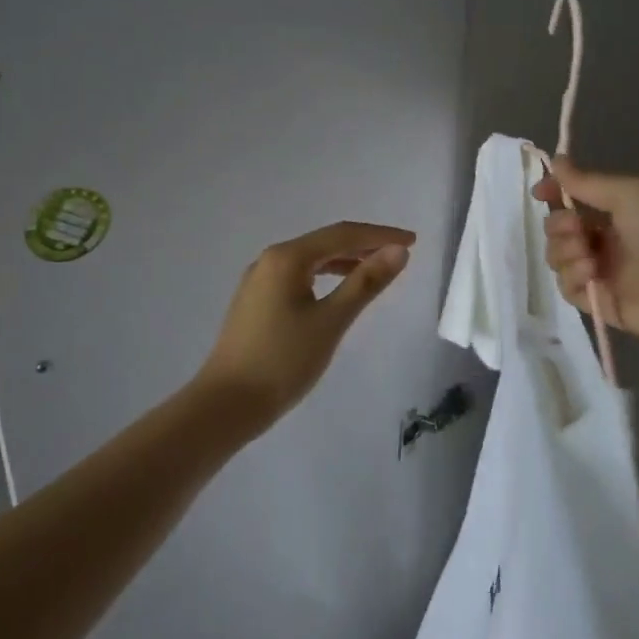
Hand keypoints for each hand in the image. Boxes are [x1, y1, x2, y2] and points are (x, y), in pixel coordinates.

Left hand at [196, 221, 413, 437]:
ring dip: (344, 260)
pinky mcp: (255, 301)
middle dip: (364, 245)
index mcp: (288, 257)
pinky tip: (337, 291)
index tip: (413, 241)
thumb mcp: (332, 321)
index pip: (343, 234)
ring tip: (375, 270)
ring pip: (310, 259)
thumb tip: (398, 251)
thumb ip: (366, 282)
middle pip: (325, 242)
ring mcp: (259, 280)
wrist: (226, 404)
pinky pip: (298, 276)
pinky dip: (324, 276)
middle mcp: (271, 259)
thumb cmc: (283, 361)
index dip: (380, 235)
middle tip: (399, 254)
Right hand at [534, 158, 638, 356]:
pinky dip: (572, 278)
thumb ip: (588, 181)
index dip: (555, 193)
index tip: (541, 192)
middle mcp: (610, 241)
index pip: (575, 199)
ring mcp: (606, 274)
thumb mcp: (631, 194)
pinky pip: (569, 289)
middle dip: (559, 225)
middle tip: (576, 228)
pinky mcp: (603, 304)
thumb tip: (554, 159)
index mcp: (620, 212)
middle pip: (561, 229)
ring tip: (587, 255)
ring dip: (564, 251)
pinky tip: (591, 274)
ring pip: (560, 258)